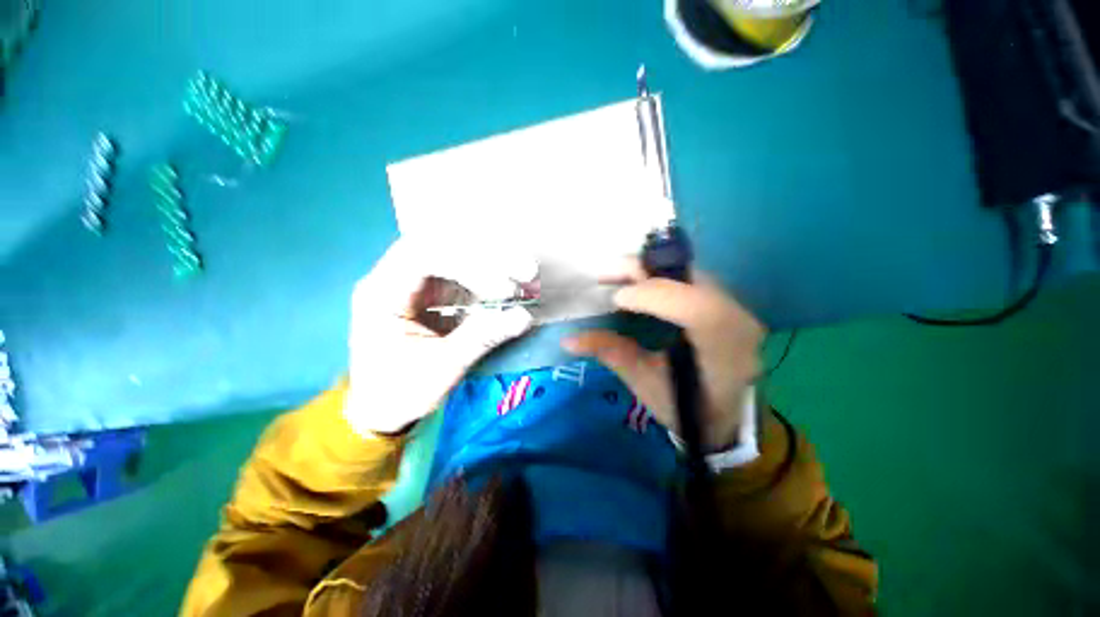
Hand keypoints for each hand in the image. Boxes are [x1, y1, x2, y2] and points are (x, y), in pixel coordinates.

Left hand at [345, 238, 535, 434]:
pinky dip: (489, 276)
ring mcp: (416, 282)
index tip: (503, 288)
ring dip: (491, 262)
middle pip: (442, 244)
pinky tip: (509, 286)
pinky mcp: (432, 291)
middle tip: (525, 271)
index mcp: (382, 293)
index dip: (468, 265)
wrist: (382, 407)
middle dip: (485, 256)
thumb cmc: (401, 390)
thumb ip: (482, 337)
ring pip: (454, 253)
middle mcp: (395, 277)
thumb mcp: (442, 367)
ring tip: (524, 277)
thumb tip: (523, 316)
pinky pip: (462, 272)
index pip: (425, 255)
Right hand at [563, 264, 764, 450]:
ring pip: (690, 273)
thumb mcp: (645, 383)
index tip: (615, 298)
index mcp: (723, 350)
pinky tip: (639, 283)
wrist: (725, 416)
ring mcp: (739, 308)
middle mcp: (739, 321)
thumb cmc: (686, 408)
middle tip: (606, 273)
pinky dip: (661, 276)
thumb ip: (611, 353)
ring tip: (618, 276)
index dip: (652, 295)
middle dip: (644, 270)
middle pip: (691, 280)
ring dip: (650, 270)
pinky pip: (691, 278)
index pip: (694, 308)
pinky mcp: (729, 303)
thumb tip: (568, 339)